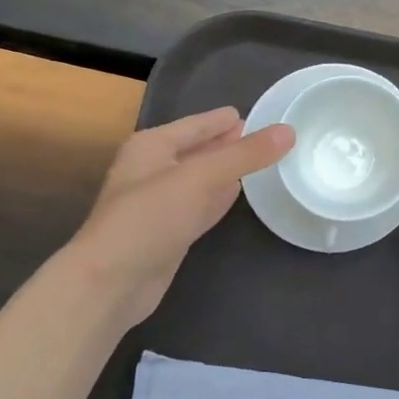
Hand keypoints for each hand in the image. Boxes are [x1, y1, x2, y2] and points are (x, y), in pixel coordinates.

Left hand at [66, 106, 292, 324]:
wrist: (110, 283)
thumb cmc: (149, 218)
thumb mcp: (200, 178)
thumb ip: (245, 155)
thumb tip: (289, 131)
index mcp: (152, 146)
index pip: (197, 125)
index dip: (224, 119)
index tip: (258, 114)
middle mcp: (152, 169)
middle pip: (199, 150)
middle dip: (229, 144)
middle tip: (268, 138)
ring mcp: (160, 204)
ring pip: (201, 179)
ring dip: (226, 171)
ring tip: (259, 161)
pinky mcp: (169, 233)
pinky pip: (200, 206)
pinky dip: (218, 198)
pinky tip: (236, 194)